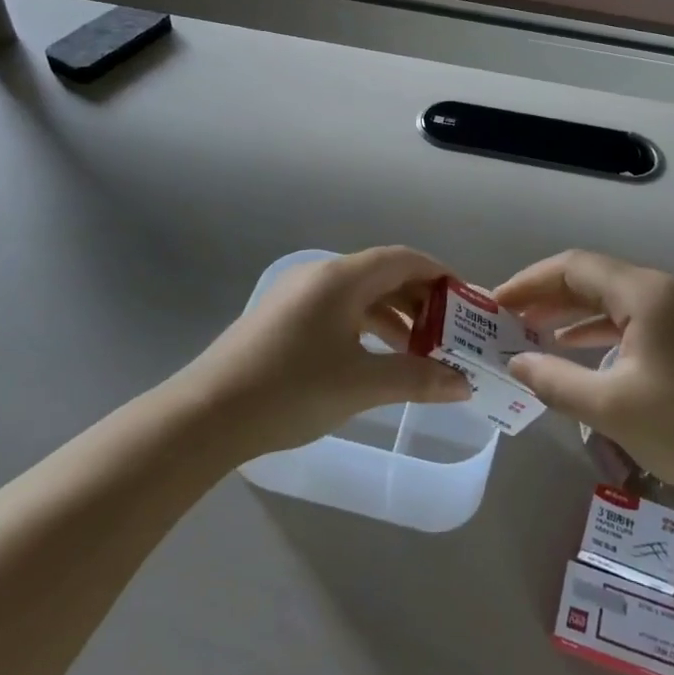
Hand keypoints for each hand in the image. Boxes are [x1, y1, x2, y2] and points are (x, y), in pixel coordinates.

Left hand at [180, 247, 470, 458]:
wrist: (206, 415)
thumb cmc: (291, 390)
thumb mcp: (361, 385)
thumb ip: (417, 378)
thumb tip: (463, 384)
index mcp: (341, 278)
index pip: (403, 259)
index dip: (439, 275)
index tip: (466, 301)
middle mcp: (320, 276)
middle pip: (382, 275)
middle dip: (419, 300)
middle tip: (450, 331)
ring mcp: (296, 295)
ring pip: (359, 295)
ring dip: (393, 316)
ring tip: (420, 350)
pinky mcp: (282, 318)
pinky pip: (337, 310)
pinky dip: (365, 326)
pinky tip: (376, 357)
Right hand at [494, 250, 673, 495]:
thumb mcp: (609, 407)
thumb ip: (554, 379)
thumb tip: (515, 362)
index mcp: (646, 293)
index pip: (573, 268)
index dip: (529, 282)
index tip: (495, 303)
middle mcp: (665, 289)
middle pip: (593, 277)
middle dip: (547, 295)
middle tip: (507, 318)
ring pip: (613, 297)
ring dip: (571, 312)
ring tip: (531, 331)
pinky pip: (633, 317)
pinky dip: (599, 328)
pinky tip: (576, 348)